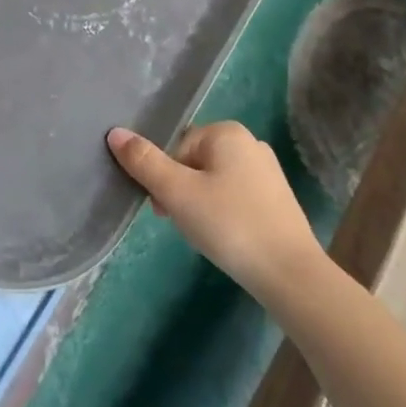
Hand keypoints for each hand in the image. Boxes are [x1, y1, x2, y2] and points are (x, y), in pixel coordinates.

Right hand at [107, 122, 325, 299]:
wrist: (290, 274)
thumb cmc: (229, 225)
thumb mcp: (177, 193)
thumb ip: (144, 162)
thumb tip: (115, 132)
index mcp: (227, 132)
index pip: (176, 148)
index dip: (165, 179)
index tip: (165, 210)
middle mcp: (250, 143)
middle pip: (194, 162)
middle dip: (182, 192)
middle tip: (184, 224)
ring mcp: (267, 171)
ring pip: (213, 181)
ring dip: (200, 204)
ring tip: (206, 235)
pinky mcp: (277, 199)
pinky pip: (235, 197)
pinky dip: (223, 214)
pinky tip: (227, 238)